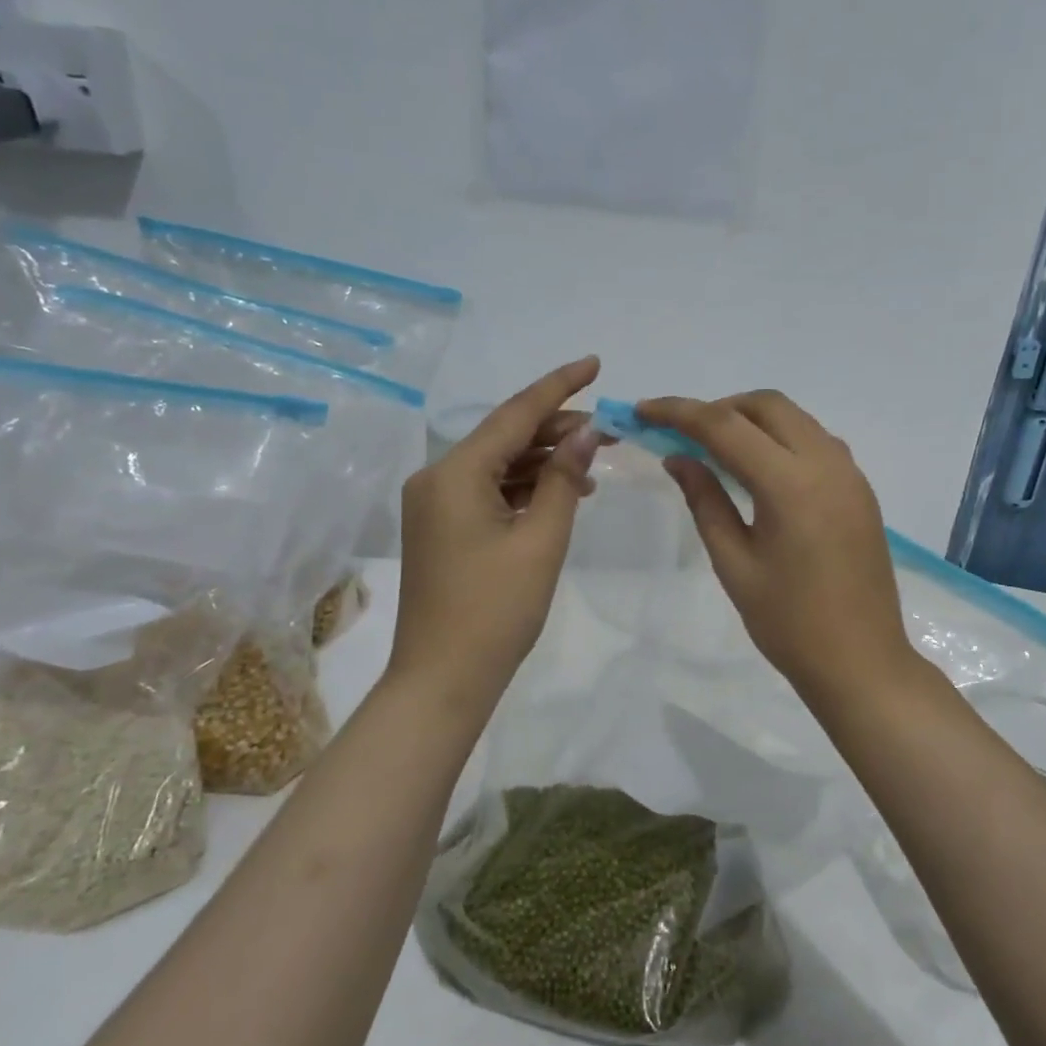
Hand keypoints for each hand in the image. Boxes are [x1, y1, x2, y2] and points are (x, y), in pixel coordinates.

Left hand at [389, 357, 601, 712]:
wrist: (442, 681)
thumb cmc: (496, 611)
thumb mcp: (542, 540)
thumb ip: (566, 478)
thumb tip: (587, 431)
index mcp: (455, 473)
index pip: (515, 414)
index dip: (559, 386)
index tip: (596, 364)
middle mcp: (436, 478)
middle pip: (504, 436)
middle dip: (557, 427)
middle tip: (609, 429)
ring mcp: (435, 504)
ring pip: (498, 464)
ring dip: (544, 459)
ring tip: (594, 461)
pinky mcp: (442, 527)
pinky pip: (489, 491)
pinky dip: (525, 487)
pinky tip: (563, 492)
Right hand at [637, 391, 914, 701]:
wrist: (862, 663)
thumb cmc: (789, 624)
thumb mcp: (735, 564)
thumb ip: (705, 501)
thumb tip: (678, 458)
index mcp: (790, 485)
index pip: (725, 426)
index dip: (679, 412)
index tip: (643, 410)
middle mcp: (826, 463)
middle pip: (767, 406)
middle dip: (719, 408)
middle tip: (683, 436)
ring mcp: (850, 474)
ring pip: (795, 419)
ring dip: (752, 420)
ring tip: (716, 451)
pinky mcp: (860, 489)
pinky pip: (816, 442)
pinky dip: (781, 439)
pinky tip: (760, 471)